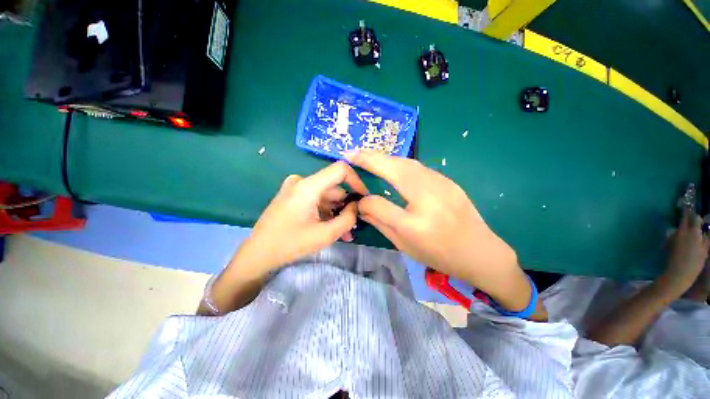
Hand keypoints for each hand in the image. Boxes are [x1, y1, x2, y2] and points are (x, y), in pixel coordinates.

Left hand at [231, 161, 368, 275]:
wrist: (257, 254)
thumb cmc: (289, 245)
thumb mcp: (325, 235)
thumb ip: (347, 219)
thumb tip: (357, 207)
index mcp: (307, 186)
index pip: (340, 170)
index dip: (356, 181)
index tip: (363, 198)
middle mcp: (301, 181)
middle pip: (334, 188)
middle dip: (346, 207)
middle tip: (353, 226)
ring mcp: (296, 188)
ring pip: (326, 197)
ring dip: (337, 213)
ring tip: (344, 233)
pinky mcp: (293, 196)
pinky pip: (316, 200)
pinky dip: (326, 212)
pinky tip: (331, 228)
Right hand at [347, 150, 527, 308]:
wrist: (480, 252)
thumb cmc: (439, 255)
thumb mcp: (404, 246)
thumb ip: (380, 224)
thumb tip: (362, 206)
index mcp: (414, 225)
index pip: (378, 204)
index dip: (364, 201)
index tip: (359, 200)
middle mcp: (428, 200)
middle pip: (395, 171)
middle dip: (371, 159)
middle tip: (352, 152)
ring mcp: (442, 186)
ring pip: (407, 163)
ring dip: (385, 157)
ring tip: (368, 155)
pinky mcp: (448, 181)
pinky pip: (419, 167)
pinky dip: (400, 163)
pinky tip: (392, 165)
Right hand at [661, 208, 709, 296]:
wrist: (679, 277)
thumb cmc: (671, 261)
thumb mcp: (669, 246)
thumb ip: (674, 236)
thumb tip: (677, 229)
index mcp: (684, 232)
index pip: (687, 217)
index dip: (686, 211)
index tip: (685, 207)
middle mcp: (695, 235)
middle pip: (697, 221)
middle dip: (694, 218)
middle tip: (691, 216)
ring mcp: (702, 244)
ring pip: (703, 231)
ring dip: (700, 229)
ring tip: (696, 230)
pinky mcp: (705, 251)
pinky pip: (705, 241)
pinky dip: (703, 239)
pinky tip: (700, 241)